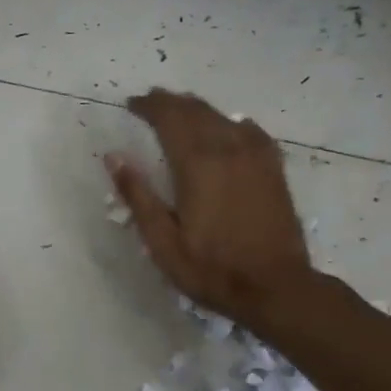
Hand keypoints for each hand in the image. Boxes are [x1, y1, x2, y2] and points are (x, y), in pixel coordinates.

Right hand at [106, 89, 313, 323]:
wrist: (276, 287)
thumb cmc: (211, 268)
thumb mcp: (162, 241)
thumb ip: (138, 195)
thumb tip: (114, 157)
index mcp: (197, 164)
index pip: (169, 118)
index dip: (149, 106)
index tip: (131, 104)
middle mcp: (228, 149)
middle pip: (196, 111)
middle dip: (170, 102)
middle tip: (150, 102)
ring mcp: (255, 157)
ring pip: (222, 117)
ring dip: (197, 109)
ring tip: (180, 110)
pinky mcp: (273, 169)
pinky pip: (251, 132)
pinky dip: (232, 123)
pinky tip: (229, 127)